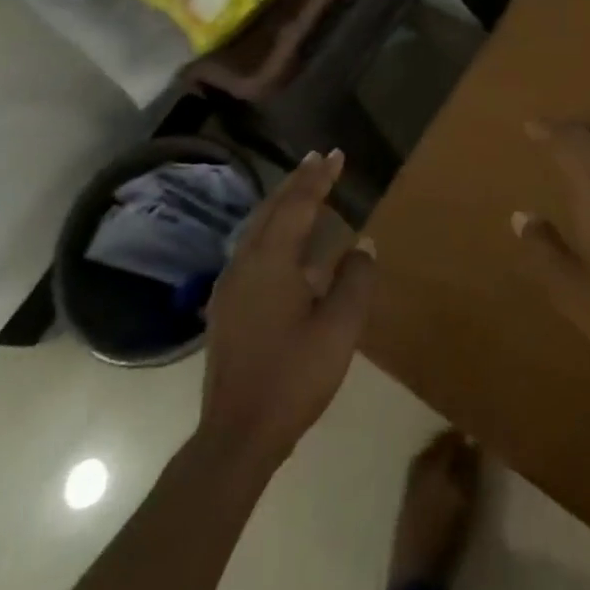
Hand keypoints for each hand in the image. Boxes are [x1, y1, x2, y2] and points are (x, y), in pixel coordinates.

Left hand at [200, 150, 376, 467]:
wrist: (237, 435)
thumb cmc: (294, 377)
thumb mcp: (340, 328)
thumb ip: (355, 280)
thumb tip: (362, 244)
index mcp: (271, 263)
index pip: (297, 205)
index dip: (318, 178)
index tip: (336, 154)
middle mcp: (245, 264)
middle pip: (271, 209)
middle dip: (297, 181)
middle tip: (318, 159)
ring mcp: (230, 286)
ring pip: (257, 228)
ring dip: (282, 203)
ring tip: (303, 187)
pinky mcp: (227, 306)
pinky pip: (252, 248)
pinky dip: (272, 228)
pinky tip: (283, 240)